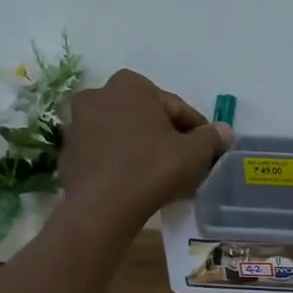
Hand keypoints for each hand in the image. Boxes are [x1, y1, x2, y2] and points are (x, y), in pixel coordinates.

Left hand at [57, 70, 229, 225]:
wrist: (103, 208)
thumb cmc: (152, 168)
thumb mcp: (194, 152)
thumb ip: (211, 137)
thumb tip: (224, 131)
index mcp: (130, 85)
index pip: (175, 107)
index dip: (196, 130)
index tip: (207, 150)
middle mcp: (98, 95)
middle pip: (146, 117)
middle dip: (166, 136)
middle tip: (185, 163)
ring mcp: (78, 124)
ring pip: (124, 135)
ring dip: (142, 149)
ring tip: (162, 176)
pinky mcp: (68, 153)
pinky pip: (105, 154)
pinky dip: (121, 163)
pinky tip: (137, 184)